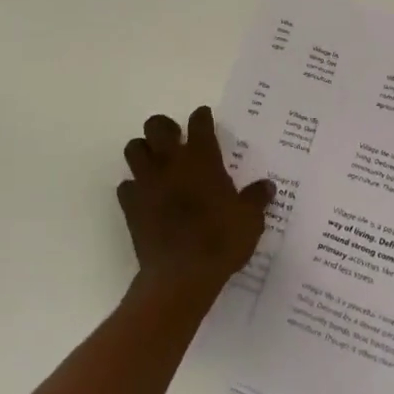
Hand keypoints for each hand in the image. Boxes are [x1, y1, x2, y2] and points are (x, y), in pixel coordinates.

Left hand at [119, 107, 274, 301]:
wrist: (181, 275)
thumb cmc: (220, 241)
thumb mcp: (250, 220)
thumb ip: (256, 199)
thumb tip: (267, 186)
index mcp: (202, 158)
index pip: (199, 122)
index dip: (202, 117)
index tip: (204, 118)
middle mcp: (171, 162)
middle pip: (156, 125)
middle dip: (164, 128)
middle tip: (174, 140)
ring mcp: (147, 182)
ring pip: (133, 149)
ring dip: (143, 152)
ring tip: (155, 164)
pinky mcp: (130, 205)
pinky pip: (126, 186)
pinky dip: (134, 188)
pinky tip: (145, 197)